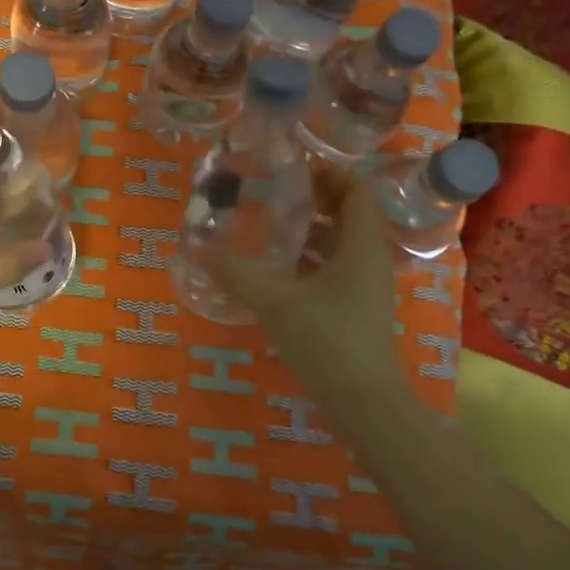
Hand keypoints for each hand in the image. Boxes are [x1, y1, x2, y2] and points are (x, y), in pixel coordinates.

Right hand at [210, 168, 406, 402]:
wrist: (363, 402)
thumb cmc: (327, 341)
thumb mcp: (274, 303)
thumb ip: (237, 274)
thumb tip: (200, 249)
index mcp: (361, 246)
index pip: (356, 190)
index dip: (329, 172)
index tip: (292, 167)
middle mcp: (369, 258)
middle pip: (348, 212)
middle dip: (314, 197)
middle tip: (273, 190)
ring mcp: (365, 284)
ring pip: (341, 241)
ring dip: (311, 228)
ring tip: (270, 222)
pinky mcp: (356, 305)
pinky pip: (336, 265)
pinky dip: (311, 256)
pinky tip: (278, 265)